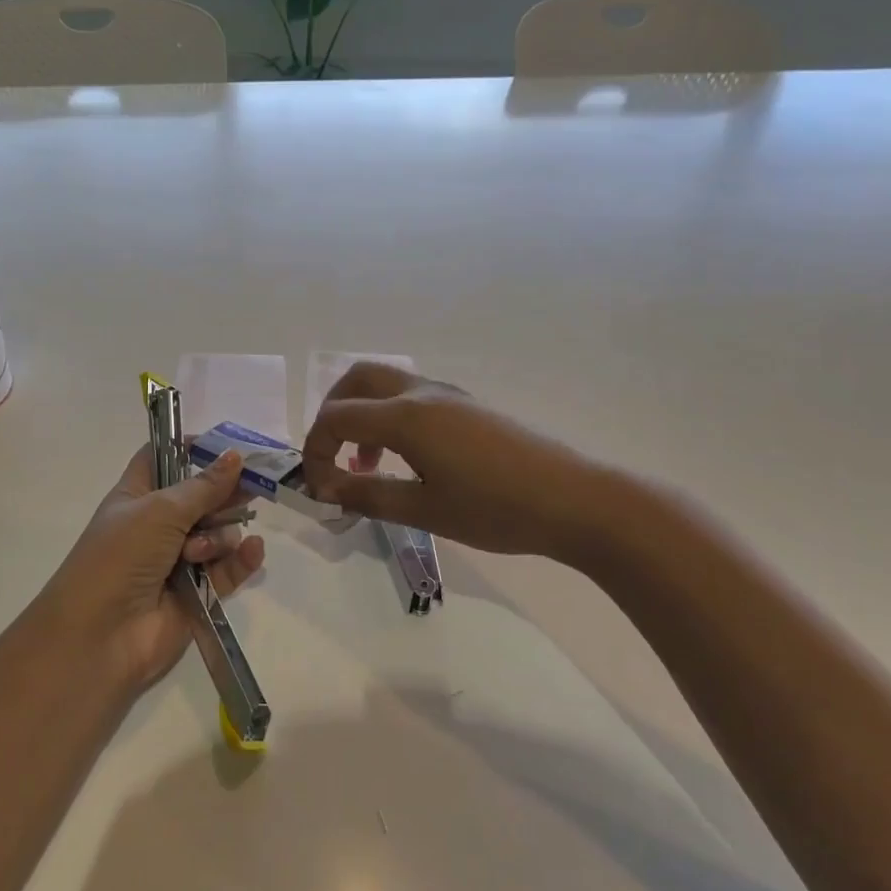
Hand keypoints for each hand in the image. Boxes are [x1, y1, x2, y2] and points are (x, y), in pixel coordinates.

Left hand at [42, 446, 267, 692]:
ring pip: (219, 532)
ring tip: (200, 553)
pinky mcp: (199, 592)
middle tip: (252, 487)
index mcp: (137, 496)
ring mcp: (179, 559)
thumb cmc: (120, 557)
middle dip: (225, 492)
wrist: (100, 635)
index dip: (191, 448)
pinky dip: (242, 559)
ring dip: (219, 536)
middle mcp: (158, 525)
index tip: (227, 446)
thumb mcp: (159, 511)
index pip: (164, 458)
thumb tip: (235, 456)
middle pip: (202, 496)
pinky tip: (253, 551)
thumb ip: (203, 486)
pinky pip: (229, 568)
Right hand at [301, 362, 620, 561]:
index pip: (336, 417)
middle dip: (331, 414)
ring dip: (362, 415)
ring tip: (368, 466)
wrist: (574, 500)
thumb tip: (326, 491)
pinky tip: (406, 459)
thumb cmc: (495, 509)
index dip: (316, 451)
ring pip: (385, 384)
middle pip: (356, 380)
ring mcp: (448, 395)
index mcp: (406, 416)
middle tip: (332, 457)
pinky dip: (389, 417)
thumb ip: (368, 496)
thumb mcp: (424, 510)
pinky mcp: (468, 405)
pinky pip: (411, 396)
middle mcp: (422, 393)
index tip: (321, 490)